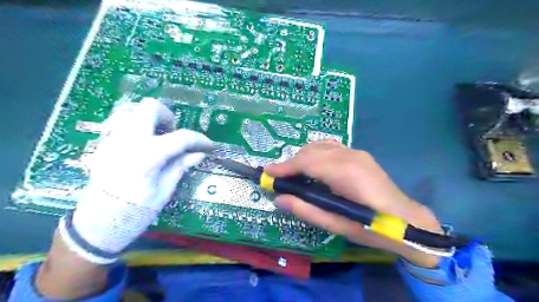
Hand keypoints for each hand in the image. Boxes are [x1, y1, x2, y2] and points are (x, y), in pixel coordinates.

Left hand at [57, 97, 212, 263]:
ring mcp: (112, 139)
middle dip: (169, 117)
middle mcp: (128, 140)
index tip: (209, 146)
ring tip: (158, 136)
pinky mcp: (103, 144)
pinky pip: (120, 121)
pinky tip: (141, 143)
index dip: (199, 140)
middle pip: (151, 108)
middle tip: (174, 134)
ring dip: (150, 118)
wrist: (97, 224)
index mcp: (147, 155)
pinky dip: (135, 124)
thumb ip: (180, 166)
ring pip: (132, 109)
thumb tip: (199, 154)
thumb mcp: (164, 191)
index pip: (181, 137)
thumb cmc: (134, 211)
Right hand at [265, 141, 441, 266]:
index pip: (306, 162)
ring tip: (294, 174)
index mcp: (345, 173)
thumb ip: (306, 210)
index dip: (284, 167)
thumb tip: (279, 199)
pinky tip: (313, 166)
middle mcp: (349, 155)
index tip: (267, 173)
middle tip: (279, 179)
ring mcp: (356, 152)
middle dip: (291, 163)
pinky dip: (315, 153)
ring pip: (319, 147)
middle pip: (310, 151)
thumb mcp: (336, 225)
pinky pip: (330, 147)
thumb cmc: (371, 227)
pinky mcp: (359, 154)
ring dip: (302, 157)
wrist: (406, 219)